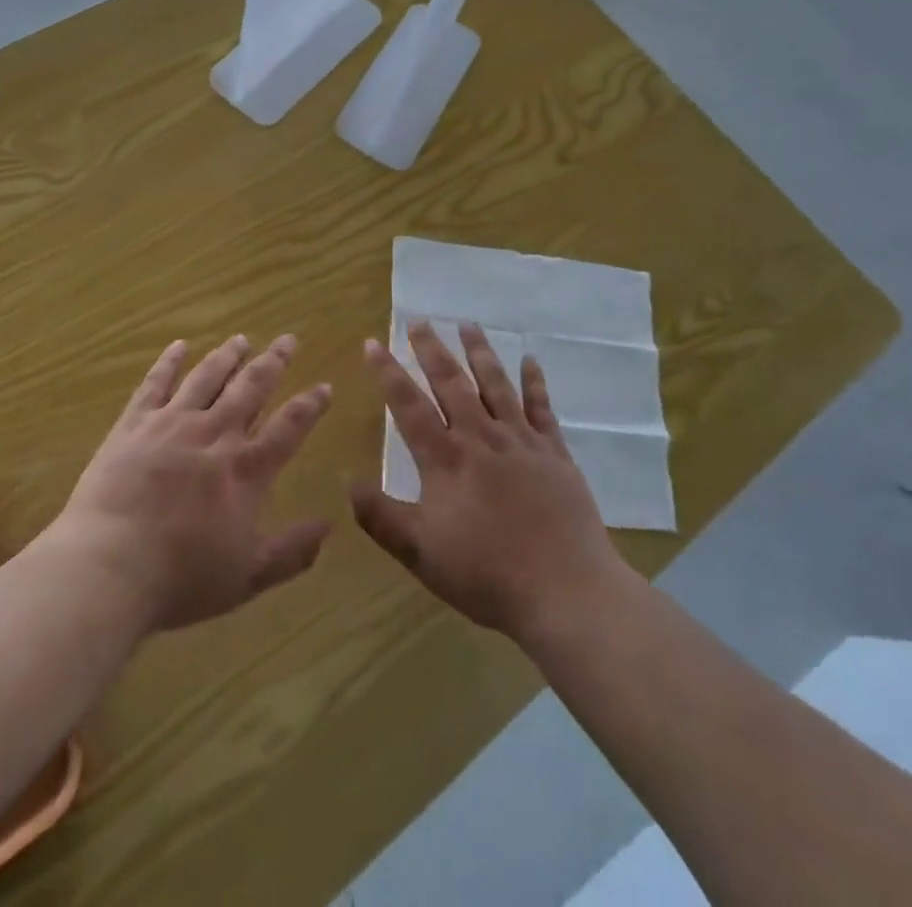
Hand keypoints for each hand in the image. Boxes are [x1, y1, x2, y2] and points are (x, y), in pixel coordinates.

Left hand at [51, 334, 331, 632]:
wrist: (108, 566)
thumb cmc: (181, 578)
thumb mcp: (247, 576)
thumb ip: (291, 552)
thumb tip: (330, 527)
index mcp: (245, 470)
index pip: (288, 427)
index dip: (310, 405)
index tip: (324, 386)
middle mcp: (214, 434)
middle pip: (250, 388)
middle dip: (273, 362)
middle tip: (288, 340)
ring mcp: (171, 423)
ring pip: (207, 377)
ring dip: (228, 356)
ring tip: (242, 338)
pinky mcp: (134, 424)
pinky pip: (155, 383)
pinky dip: (169, 362)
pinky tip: (179, 346)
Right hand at [349, 321, 634, 645]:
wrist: (566, 592)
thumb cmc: (486, 574)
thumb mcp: (419, 552)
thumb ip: (379, 516)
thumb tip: (345, 479)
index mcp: (446, 459)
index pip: (408, 405)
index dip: (387, 372)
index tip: (372, 343)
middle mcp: (481, 437)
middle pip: (451, 383)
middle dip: (431, 350)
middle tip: (418, 321)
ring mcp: (521, 442)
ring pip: (496, 384)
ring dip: (479, 352)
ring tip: (468, 324)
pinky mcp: (555, 453)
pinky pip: (542, 408)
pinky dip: (535, 382)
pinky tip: (530, 360)